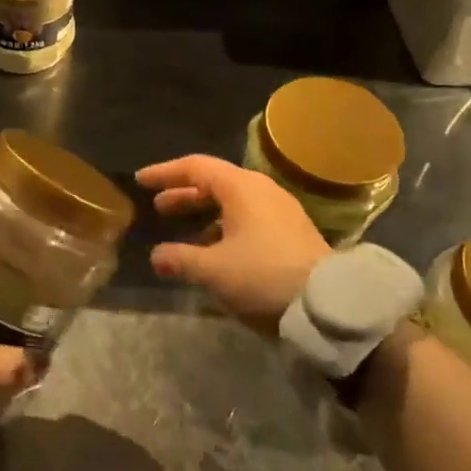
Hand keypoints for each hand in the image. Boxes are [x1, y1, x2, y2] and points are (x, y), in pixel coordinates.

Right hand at [137, 154, 331, 330]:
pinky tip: (213, 251)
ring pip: (232, 202)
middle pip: (214, 182)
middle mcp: (261, 191)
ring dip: (204, 213)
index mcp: (241, 188)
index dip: (165, 173)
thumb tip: (156, 256)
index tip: (141, 181)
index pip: (195, 167)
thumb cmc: (264, 275)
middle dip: (184, 194)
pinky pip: (247, 218)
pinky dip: (223, 227)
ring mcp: (280, 211)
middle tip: (158, 207)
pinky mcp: (291, 232)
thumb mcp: (214, 270)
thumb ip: (180, 259)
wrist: (329, 303)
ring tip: (182, 232)